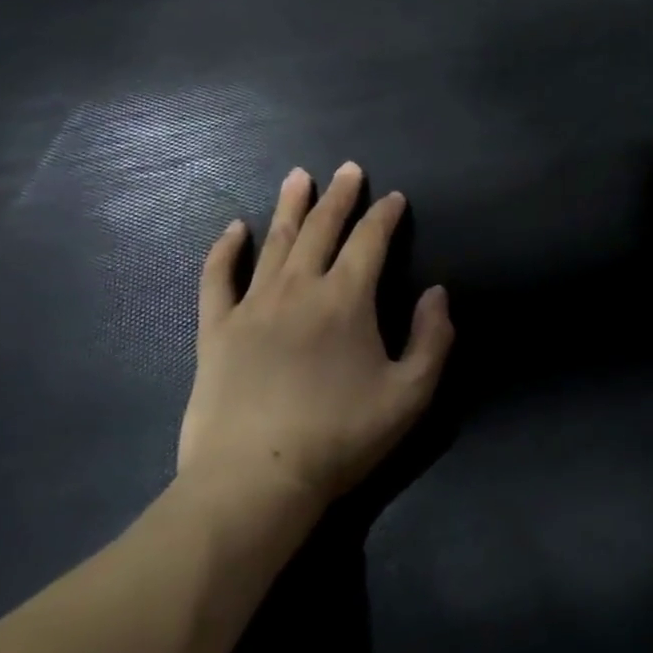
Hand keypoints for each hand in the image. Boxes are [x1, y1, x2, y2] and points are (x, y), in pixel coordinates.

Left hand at [178, 163, 453, 517]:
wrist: (255, 482)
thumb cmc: (340, 438)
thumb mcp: (410, 395)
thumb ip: (433, 339)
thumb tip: (436, 293)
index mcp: (346, 299)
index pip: (370, 241)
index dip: (385, 216)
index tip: (394, 198)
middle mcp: (299, 289)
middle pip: (322, 229)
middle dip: (339, 196)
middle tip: (348, 169)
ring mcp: (252, 307)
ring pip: (275, 242)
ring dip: (289, 206)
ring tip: (298, 176)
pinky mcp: (216, 331)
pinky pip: (218, 279)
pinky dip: (226, 250)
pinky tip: (234, 229)